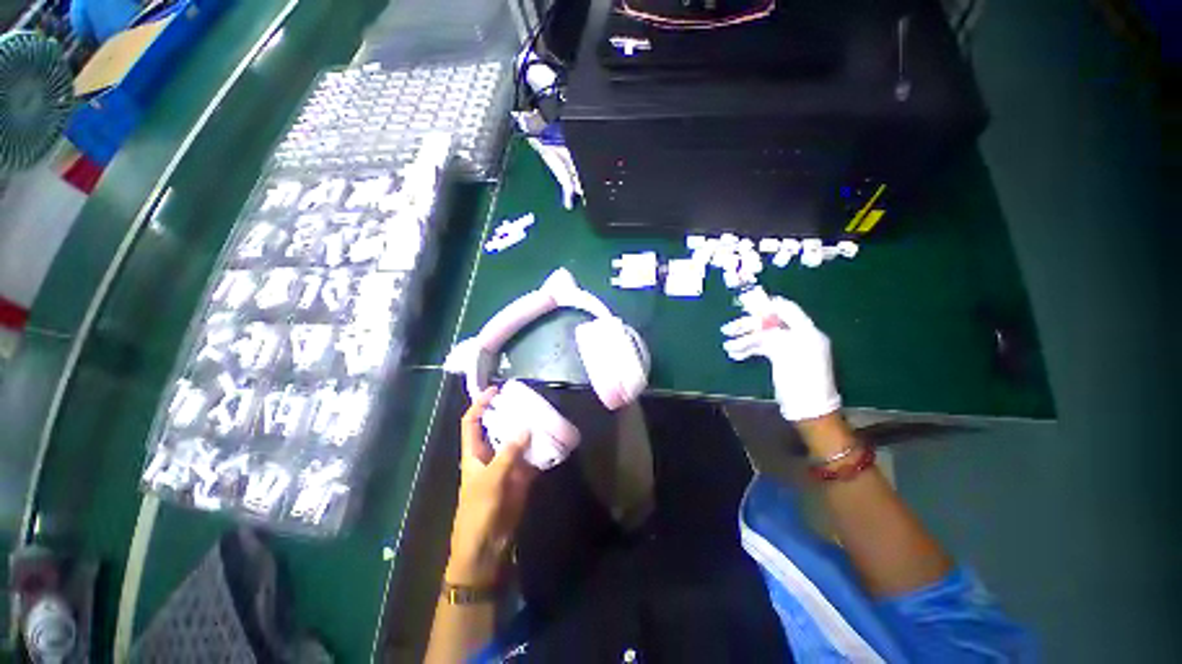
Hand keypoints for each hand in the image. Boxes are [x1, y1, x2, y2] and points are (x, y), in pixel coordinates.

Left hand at [446, 387, 538, 586]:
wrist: (486, 546)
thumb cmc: (478, 511)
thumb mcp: (490, 480)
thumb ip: (508, 454)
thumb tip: (526, 428)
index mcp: (474, 453)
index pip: (472, 422)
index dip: (480, 404)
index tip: (496, 391)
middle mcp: (490, 455)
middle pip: (498, 428)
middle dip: (510, 413)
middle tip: (527, 399)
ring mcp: (507, 465)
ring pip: (518, 441)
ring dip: (529, 430)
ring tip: (543, 414)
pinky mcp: (521, 477)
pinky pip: (532, 458)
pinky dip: (541, 450)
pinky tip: (552, 439)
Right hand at [721, 296, 841, 421]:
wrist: (807, 406)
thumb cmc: (803, 376)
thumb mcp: (794, 347)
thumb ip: (782, 325)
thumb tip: (774, 303)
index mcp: (806, 330)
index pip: (786, 310)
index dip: (767, 306)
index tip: (746, 307)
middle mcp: (797, 336)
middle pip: (769, 324)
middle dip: (748, 326)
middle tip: (727, 329)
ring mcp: (787, 348)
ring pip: (761, 337)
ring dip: (743, 340)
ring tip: (728, 347)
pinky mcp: (779, 359)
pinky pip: (761, 349)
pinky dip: (748, 350)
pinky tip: (735, 354)